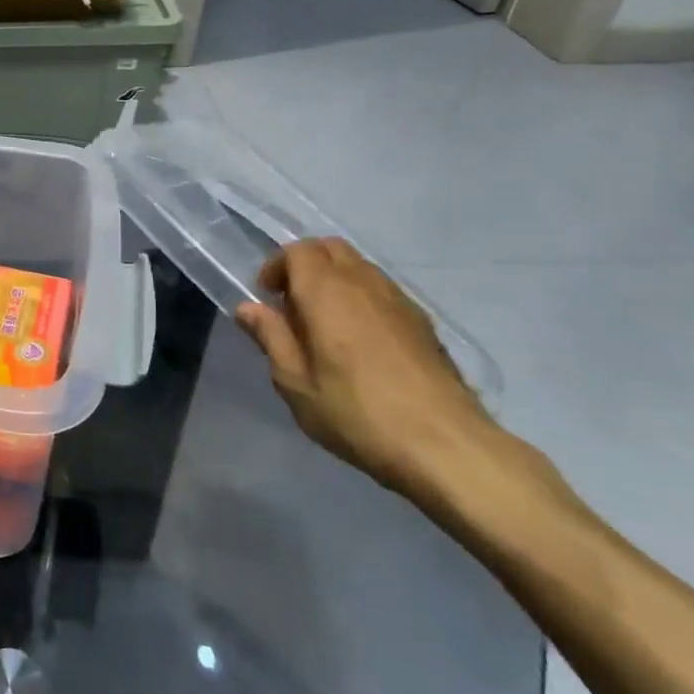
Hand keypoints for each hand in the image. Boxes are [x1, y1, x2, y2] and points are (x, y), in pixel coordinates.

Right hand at [234, 238, 491, 497]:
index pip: (298, 250)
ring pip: (359, 267)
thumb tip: (248, 308)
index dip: (277, 266)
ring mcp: (399, 300)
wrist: (444, 444)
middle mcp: (364, 283)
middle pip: (331, 248)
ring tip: (324, 323)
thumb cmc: (355, 412)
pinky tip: (359, 341)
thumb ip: (271, 337)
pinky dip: (361, 298)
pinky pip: (382, 290)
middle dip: (305, 264)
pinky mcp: (423, 322)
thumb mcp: (295, 382)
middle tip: (291, 304)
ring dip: (334, 280)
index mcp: (326, 292)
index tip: (267, 298)